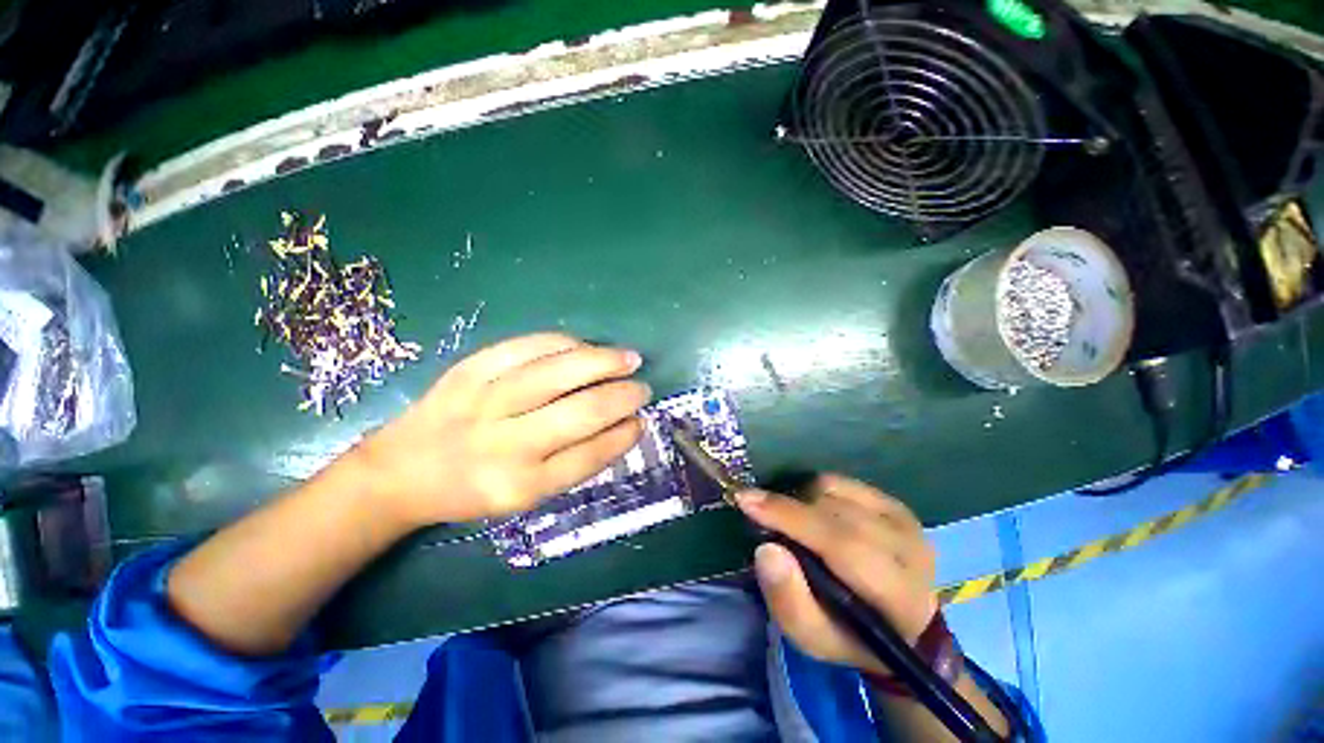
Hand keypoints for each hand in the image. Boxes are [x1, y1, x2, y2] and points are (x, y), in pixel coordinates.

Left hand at [352, 333, 650, 526]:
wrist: (401, 470)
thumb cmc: (472, 489)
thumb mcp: (525, 497)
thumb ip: (575, 463)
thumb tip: (623, 425)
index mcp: (521, 485)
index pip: (590, 455)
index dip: (623, 435)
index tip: (641, 421)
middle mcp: (506, 444)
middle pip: (582, 412)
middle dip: (623, 396)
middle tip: (642, 388)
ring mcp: (486, 400)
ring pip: (560, 372)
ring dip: (603, 361)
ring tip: (629, 359)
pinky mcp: (470, 369)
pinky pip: (529, 346)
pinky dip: (565, 343)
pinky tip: (585, 347)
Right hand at [736, 475, 937, 675]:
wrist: (901, 625)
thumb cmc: (850, 635)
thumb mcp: (813, 638)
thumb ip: (788, 600)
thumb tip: (766, 548)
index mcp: (898, 594)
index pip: (841, 543)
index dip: (789, 517)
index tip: (746, 500)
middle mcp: (909, 549)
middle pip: (834, 511)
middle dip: (788, 508)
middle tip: (759, 513)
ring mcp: (904, 520)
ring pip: (834, 491)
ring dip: (802, 502)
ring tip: (794, 524)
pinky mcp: (894, 504)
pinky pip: (840, 482)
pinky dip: (816, 492)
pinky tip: (813, 513)